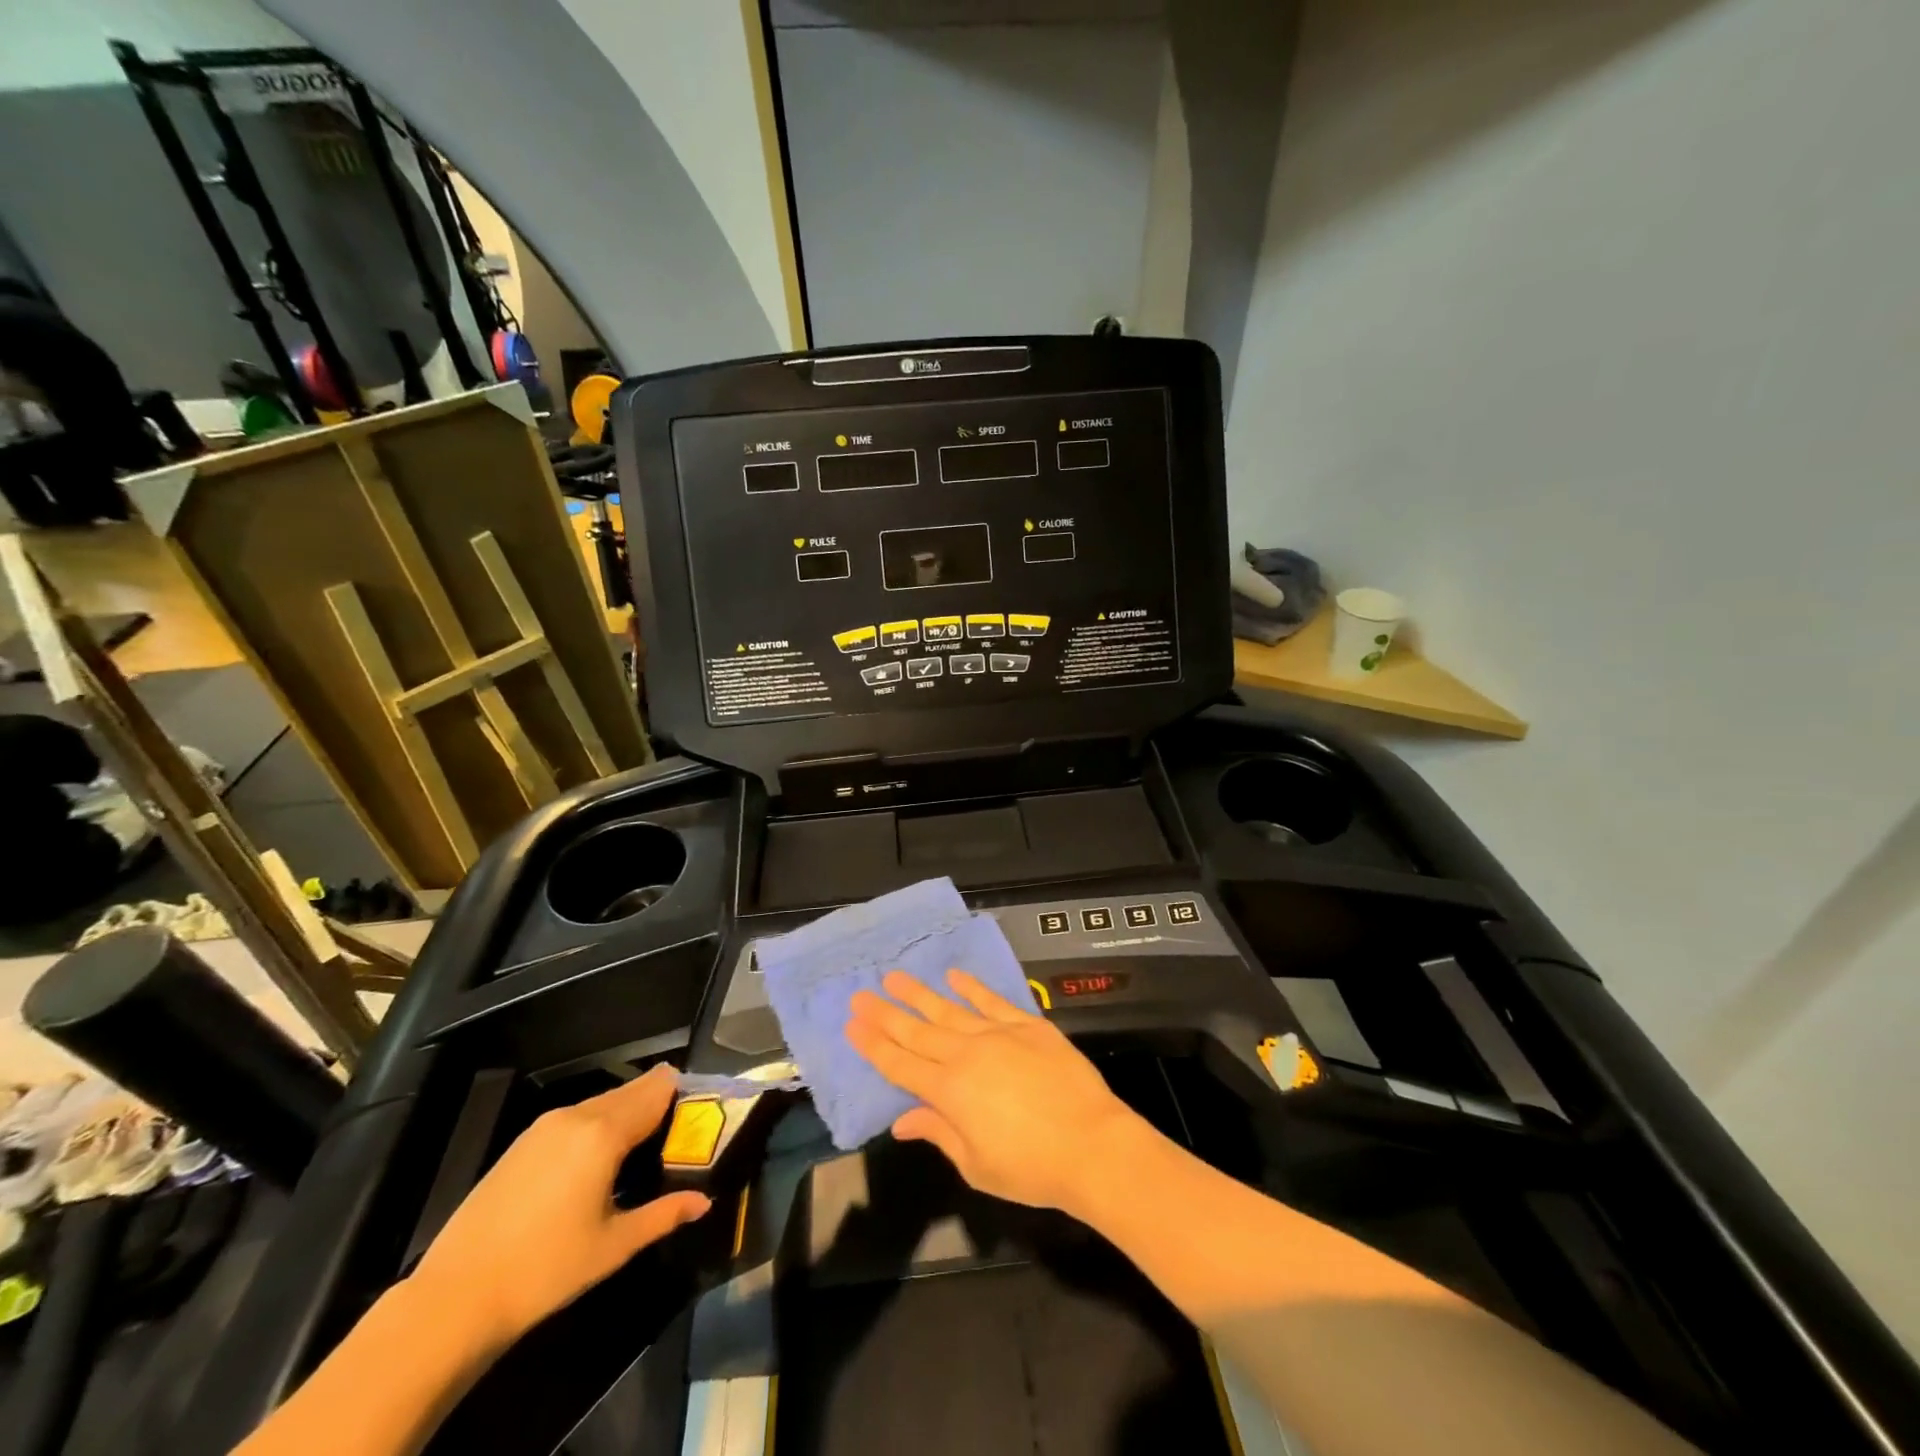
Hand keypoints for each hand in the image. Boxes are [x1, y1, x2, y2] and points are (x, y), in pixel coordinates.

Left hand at [408, 1065, 709, 1346]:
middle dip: (659, 1101)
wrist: (454, 1299)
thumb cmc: (546, 1270)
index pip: (658, 1090)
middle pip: (632, 1090)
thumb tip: (704, 1201)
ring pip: (604, 1102)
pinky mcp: (523, 1142)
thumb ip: (664, 1214)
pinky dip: (600, 1124)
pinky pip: (577, 1117)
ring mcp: (545, 1126)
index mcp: (605, 1132)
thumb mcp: (614, 1246)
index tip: (703, 1109)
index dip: (684, 1093)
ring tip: (644, 1146)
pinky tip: (600, 1159)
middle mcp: (577, 1115)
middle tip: (679, 1130)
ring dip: (628, 1113)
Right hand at [846, 968, 1148, 1216]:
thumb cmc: (1031, 1168)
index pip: (900, 1065)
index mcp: (949, 1092)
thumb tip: (902, 1121)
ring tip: (894, 976)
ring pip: (949, 1009)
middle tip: (860, 995)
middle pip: (917, 1031)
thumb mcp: (977, 1165)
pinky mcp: (1027, 1025)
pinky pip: (992, 1001)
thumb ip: (938, 1133)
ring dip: (919, 993)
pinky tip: (954, 975)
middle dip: (885, 1014)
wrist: (1092, 1144)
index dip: (874, 1046)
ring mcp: (998, 1034)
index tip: (852, 1026)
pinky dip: (972, 987)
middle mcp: (966, 1054)